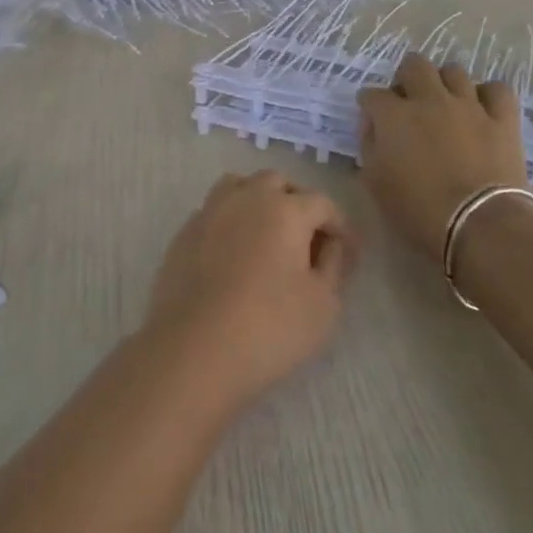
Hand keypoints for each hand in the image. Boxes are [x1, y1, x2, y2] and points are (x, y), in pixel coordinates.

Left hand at [141, 171, 355, 413]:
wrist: (194, 349)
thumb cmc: (270, 327)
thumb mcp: (323, 304)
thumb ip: (333, 266)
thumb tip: (331, 244)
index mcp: (285, 209)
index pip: (322, 203)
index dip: (340, 225)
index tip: (348, 251)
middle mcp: (246, 198)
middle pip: (278, 183)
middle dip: (298, 203)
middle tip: (308, 238)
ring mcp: (210, 212)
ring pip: (239, 186)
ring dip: (259, 201)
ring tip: (268, 234)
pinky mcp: (184, 233)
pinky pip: (214, 212)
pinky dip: (230, 221)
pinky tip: (234, 253)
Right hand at [358, 54, 530, 257]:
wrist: (480, 225)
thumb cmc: (418, 210)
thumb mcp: (375, 183)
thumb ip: (369, 147)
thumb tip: (373, 127)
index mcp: (393, 115)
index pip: (372, 94)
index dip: (369, 105)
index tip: (371, 118)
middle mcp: (429, 99)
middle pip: (414, 65)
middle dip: (406, 78)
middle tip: (407, 101)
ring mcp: (469, 105)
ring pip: (454, 71)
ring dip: (444, 83)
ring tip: (444, 103)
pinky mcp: (502, 118)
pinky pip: (496, 89)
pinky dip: (487, 95)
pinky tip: (482, 108)